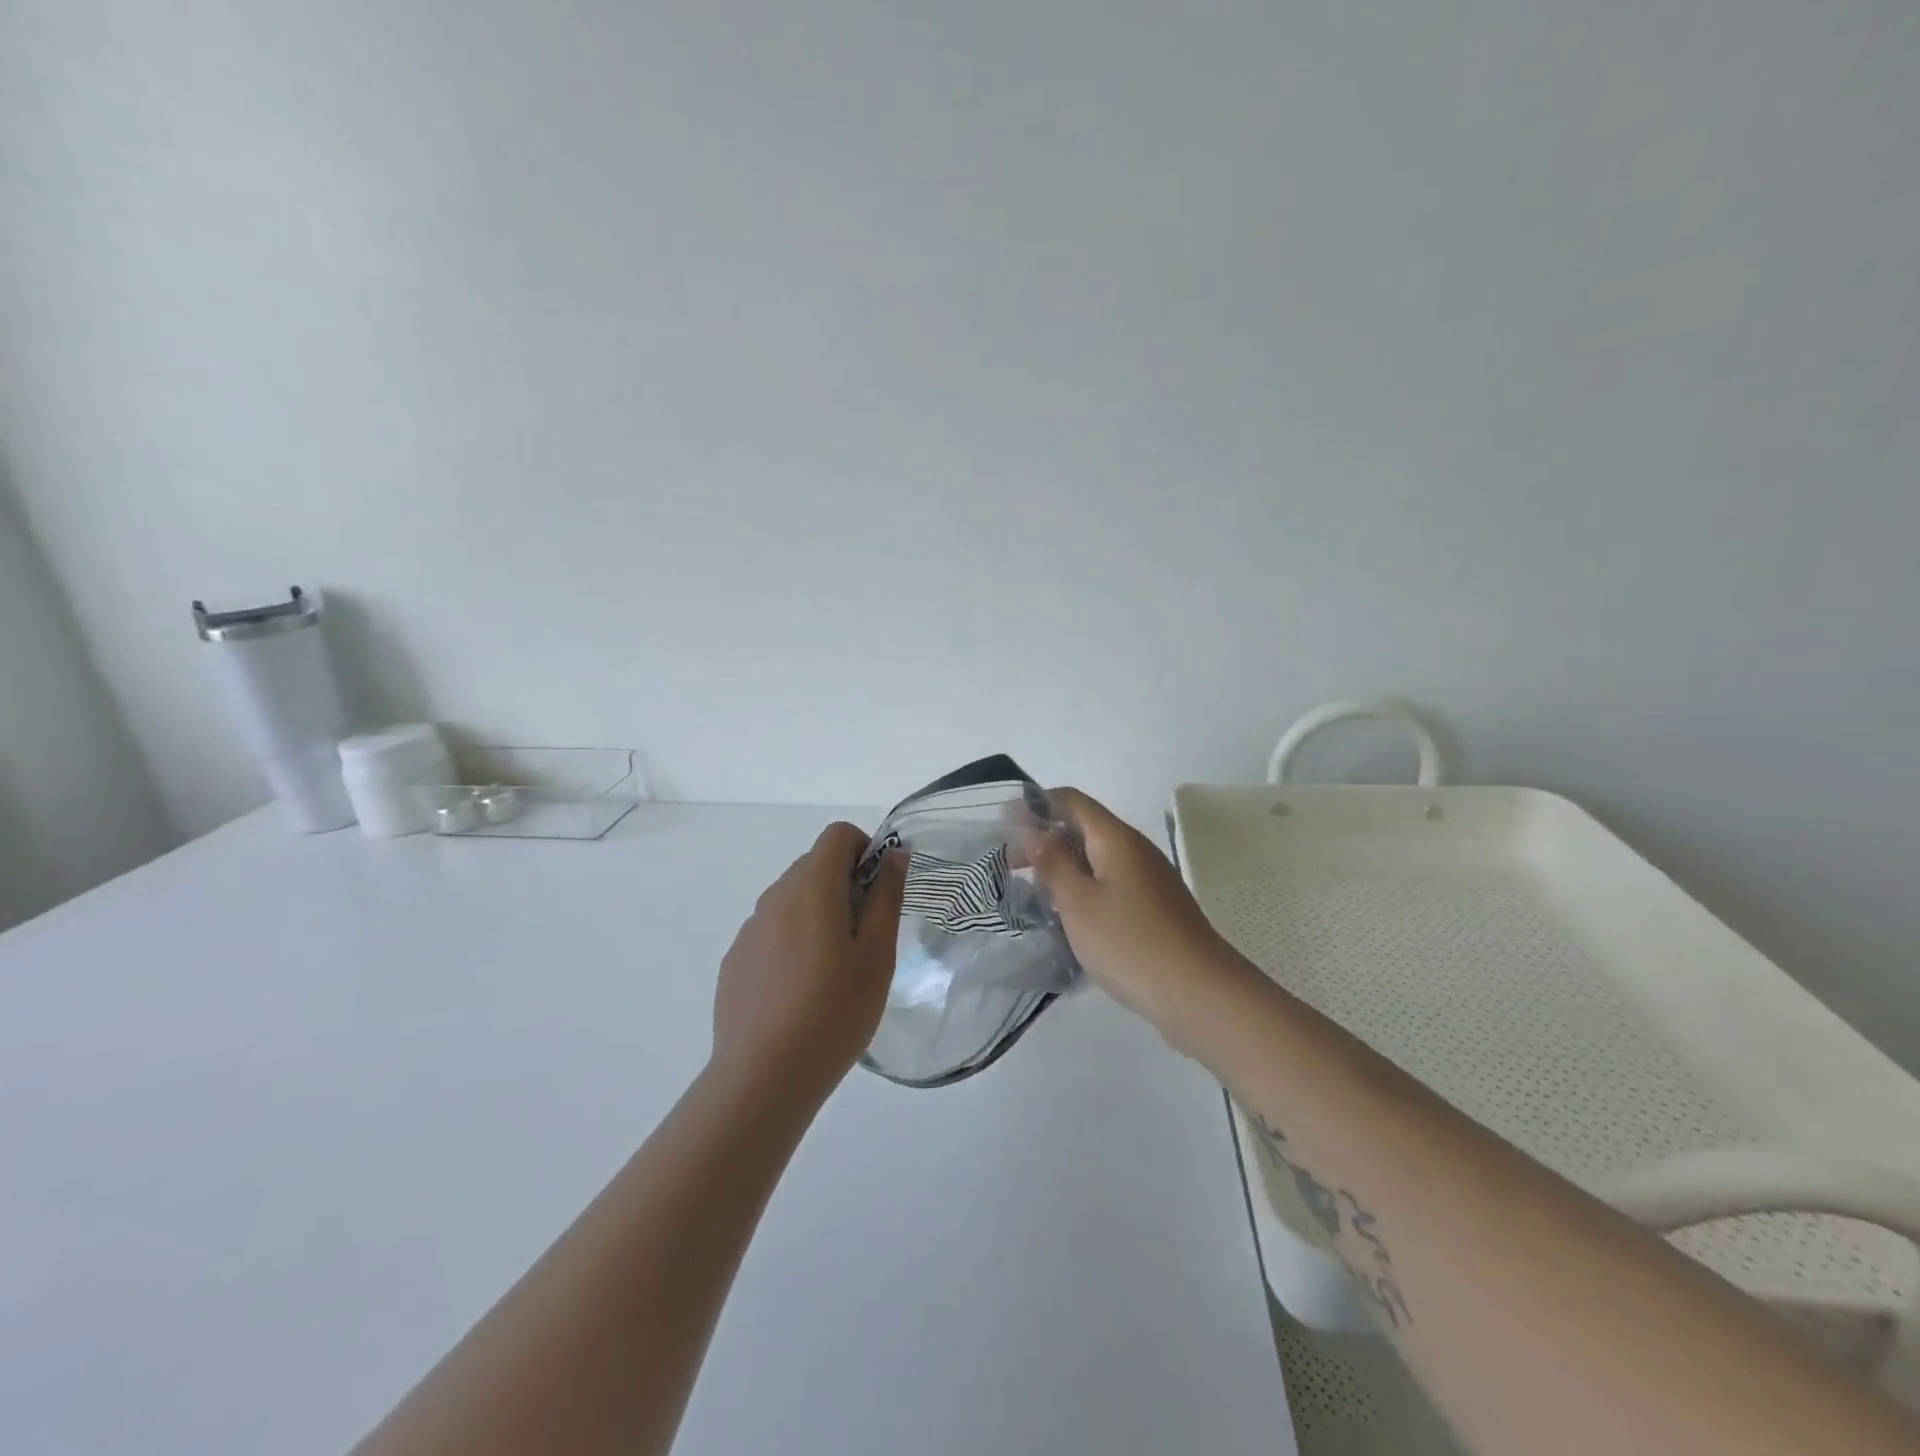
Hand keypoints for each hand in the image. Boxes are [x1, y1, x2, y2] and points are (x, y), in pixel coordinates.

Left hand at [711, 822, 908, 1102]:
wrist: (764, 1077)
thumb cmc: (835, 1011)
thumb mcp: (877, 954)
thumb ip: (887, 897)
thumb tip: (895, 855)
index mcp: (811, 887)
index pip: (837, 835)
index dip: (865, 850)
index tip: (879, 891)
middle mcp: (774, 897)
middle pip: (813, 865)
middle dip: (844, 883)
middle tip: (866, 936)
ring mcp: (749, 930)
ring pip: (791, 899)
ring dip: (817, 913)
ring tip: (834, 970)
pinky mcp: (735, 961)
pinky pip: (771, 931)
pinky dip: (792, 940)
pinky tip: (800, 992)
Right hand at [1026, 788, 1249, 1040]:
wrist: (1200, 994)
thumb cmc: (1130, 943)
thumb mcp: (1079, 903)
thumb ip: (1053, 863)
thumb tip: (1034, 832)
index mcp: (1116, 839)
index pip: (1071, 801)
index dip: (1036, 805)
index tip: (1003, 824)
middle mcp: (1135, 850)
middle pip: (1085, 827)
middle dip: (1045, 838)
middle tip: (1010, 865)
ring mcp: (1149, 879)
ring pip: (1097, 858)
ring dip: (1063, 865)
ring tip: (1033, 891)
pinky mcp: (1154, 907)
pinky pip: (1111, 882)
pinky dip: (1084, 887)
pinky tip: (1069, 914)